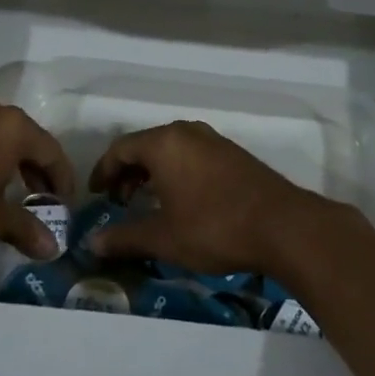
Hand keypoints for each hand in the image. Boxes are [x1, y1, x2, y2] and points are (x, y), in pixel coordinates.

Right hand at [85, 120, 327, 276]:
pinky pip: (191, 154)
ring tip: (147, 202)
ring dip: (152, 172)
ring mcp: (212, 140)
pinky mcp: (232, 153)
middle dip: (127, 172)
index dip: (103, 171)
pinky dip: (176, 171)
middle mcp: (186, 132)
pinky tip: (181, 199)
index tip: (95, 194)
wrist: (282, 225)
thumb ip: (125, 237)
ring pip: (170, 149)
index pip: (120, 148)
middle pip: (145, 145)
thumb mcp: (164, 237)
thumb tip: (92, 243)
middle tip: (119, 201)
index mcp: (164, 143)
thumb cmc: (214, 227)